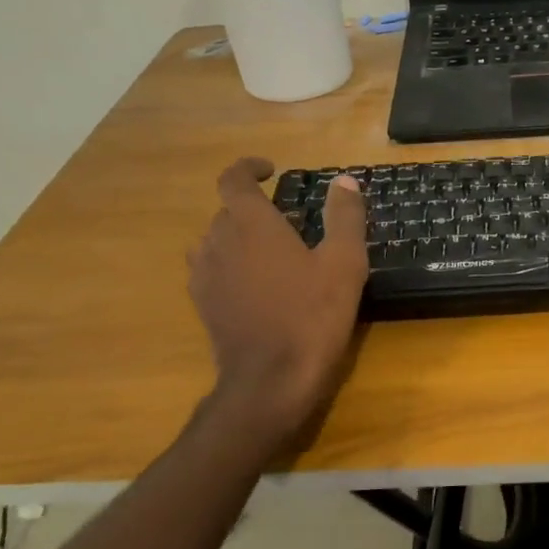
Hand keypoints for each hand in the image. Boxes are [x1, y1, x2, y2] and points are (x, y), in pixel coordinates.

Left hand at [187, 157, 367, 437]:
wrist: (271, 380)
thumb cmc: (312, 316)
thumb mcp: (343, 263)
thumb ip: (344, 217)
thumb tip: (345, 181)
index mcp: (252, 224)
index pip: (233, 179)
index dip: (249, 168)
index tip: (271, 170)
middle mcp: (219, 241)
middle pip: (228, 211)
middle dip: (256, 208)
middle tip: (291, 222)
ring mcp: (205, 275)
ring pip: (217, 240)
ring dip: (240, 236)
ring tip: (272, 253)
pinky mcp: (203, 304)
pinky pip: (211, 269)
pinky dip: (231, 264)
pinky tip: (257, 285)